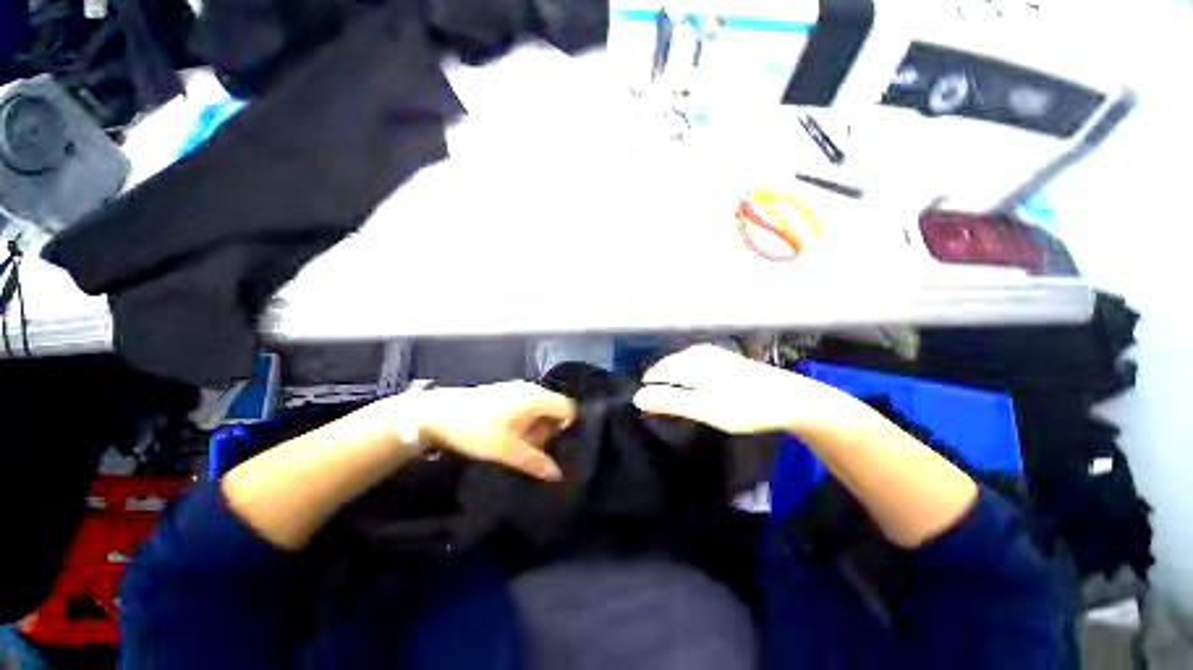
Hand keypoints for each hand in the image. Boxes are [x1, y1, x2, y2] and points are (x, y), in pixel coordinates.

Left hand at [411, 381, 576, 481]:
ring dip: (535, 428)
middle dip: (548, 431)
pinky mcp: (506, 392)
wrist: (438, 413)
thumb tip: (557, 475)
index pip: (568, 408)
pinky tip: (508, 435)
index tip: (554, 446)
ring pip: (540, 409)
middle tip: (532, 449)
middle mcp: (531, 389)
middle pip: (555, 409)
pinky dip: (525, 421)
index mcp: (536, 398)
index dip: (567, 427)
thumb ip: (535, 462)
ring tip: (518, 445)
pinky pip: (527, 406)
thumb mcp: (506, 451)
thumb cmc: (476, 430)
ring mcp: (517, 388)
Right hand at [633, 345, 825, 434]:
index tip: (646, 409)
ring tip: (672, 398)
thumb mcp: (704, 408)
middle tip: (658, 406)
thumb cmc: (745, 406)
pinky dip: (688, 377)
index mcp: (691, 361)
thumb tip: (637, 398)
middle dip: (659, 384)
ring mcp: (715, 354)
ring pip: (682, 364)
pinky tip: (695, 386)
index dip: (648, 389)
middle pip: (668, 366)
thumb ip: (670, 402)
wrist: (792, 400)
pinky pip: (695, 364)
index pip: (657, 372)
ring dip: (673, 380)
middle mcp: (700, 352)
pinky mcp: (726, 360)